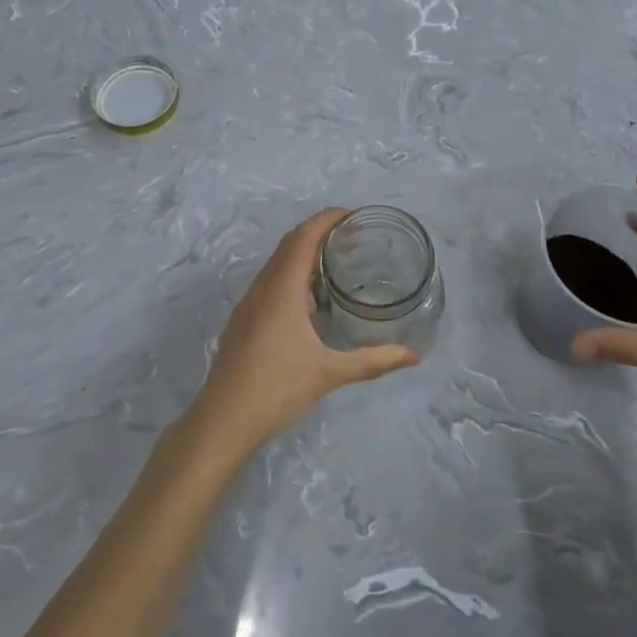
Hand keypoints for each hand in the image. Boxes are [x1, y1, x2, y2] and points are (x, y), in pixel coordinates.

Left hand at [186, 209, 419, 456]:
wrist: (222, 419)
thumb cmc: (277, 388)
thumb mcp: (330, 373)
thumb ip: (373, 361)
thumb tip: (413, 356)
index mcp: (282, 288)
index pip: (305, 236)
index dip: (329, 218)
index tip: (356, 216)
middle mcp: (263, 286)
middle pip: (290, 242)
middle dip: (320, 231)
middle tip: (354, 237)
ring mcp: (249, 303)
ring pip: (277, 262)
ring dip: (304, 252)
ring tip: (337, 261)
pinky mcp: (243, 319)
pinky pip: (269, 280)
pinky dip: (292, 273)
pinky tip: (309, 299)